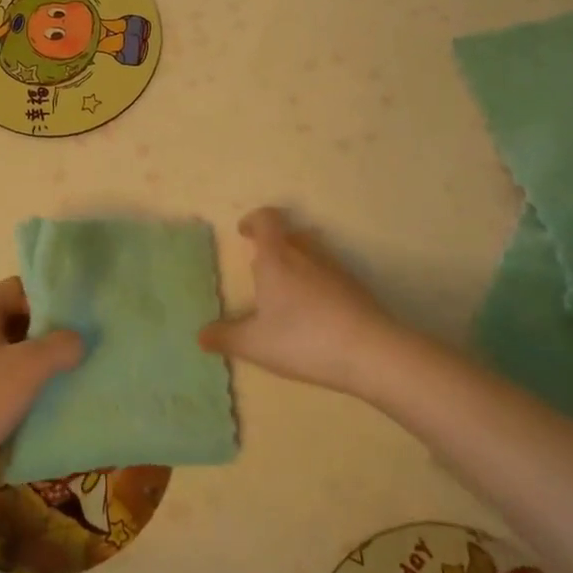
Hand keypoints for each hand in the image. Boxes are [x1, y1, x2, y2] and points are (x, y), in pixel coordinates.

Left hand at [0, 278, 82, 508]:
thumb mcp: (26, 367)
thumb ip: (59, 346)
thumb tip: (79, 339)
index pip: (19, 287)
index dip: (49, 294)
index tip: (81, 310)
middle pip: (19, 320)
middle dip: (51, 330)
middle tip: (87, 341)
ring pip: (15, 355)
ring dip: (44, 362)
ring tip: (80, 371)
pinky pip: (8, 384)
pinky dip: (30, 388)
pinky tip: (56, 401)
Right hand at [199, 208, 396, 395]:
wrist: (372, 352)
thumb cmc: (304, 339)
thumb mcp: (256, 344)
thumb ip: (226, 337)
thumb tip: (200, 335)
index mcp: (276, 257)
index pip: (266, 220)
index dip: (254, 220)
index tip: (244, 232)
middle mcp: (306, 254)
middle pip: (290, 233)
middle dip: (274, 244)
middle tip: (262, 267)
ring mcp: (335, 269)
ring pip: (312, 252)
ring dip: (298, 262)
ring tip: (288, 292)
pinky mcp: (356, 288)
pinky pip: (330, 274)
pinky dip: (318, 283)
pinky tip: (316, 313)